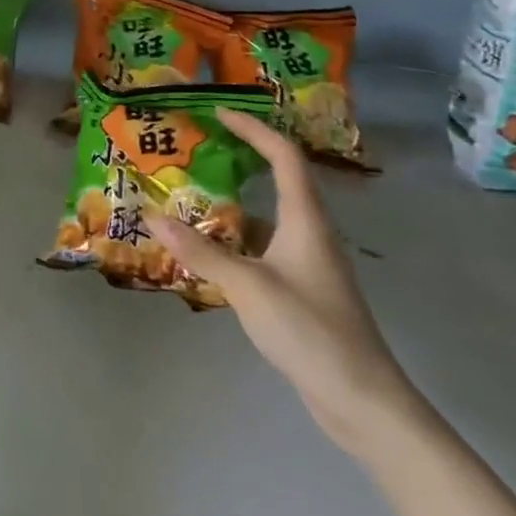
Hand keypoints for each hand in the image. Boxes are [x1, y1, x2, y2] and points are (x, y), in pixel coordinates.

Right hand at [148, 109, 423, 456]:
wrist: (363, 401)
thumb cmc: (311, 331)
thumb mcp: (249, 287)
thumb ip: (200, 252)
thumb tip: (152, 216)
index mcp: (305, 220)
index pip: (283, 156)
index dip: (253, 129)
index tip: (218, 114)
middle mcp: (309, 232)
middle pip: (278, 179)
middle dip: (241, 157)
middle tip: (199, 148)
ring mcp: (307, 262)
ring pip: (267, 215)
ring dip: (233, 201)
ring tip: (190, 194)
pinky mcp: (301, 288)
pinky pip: (263, 245)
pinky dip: (235, 237)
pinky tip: (206, 249)